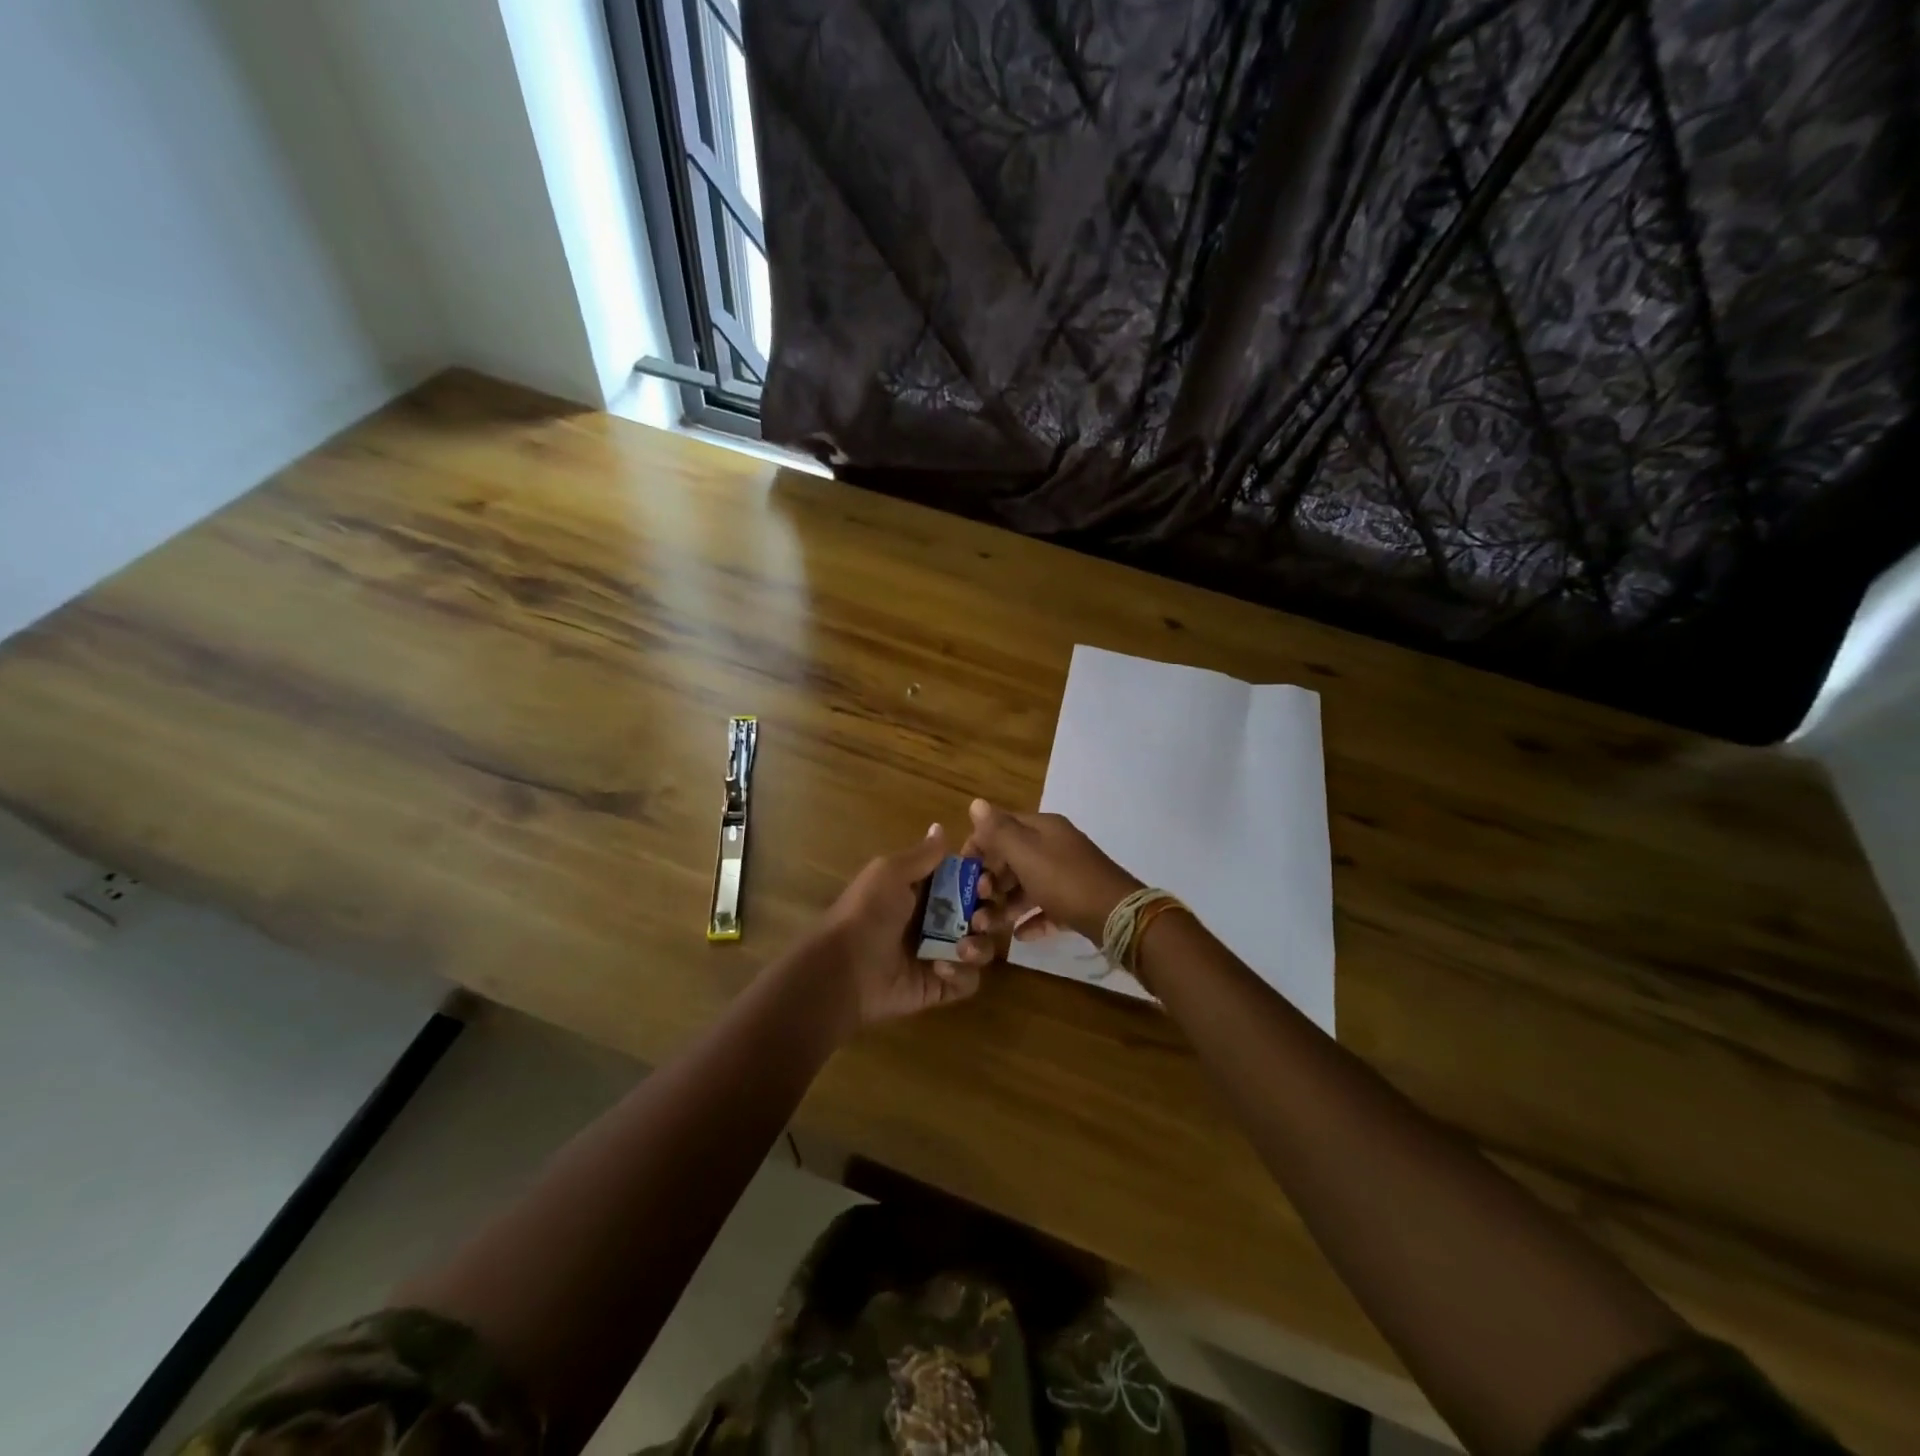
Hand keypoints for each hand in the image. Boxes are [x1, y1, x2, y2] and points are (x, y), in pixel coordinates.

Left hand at [802, 824, 981, 1033]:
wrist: (843, 969)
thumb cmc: (867, 912)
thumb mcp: (890, 873)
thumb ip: (922, 855)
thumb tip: (940, 827)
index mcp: (924, 890)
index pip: (967, 880)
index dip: (982, 879)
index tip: (985, 881)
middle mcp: (936, 920)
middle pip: (981, 913)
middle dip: (988, 913)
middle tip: (979, 918)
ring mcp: (940, 954)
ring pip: (981, 946)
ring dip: (980, 945)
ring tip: (962, 947)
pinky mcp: (941, 986)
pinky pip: (969, 980)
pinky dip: (962, 973)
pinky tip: (939, 968)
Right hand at [958, 799, 1141, 962]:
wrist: (1118, 916)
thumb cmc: (1064, 880)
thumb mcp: (1026, 853)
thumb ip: (998, 831)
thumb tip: (975, 803)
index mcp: (1043, 828)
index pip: (1002, 826)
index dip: (979, 844)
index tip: (961, 870)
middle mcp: (1056, 846)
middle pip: (1014, 857)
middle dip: (991, 879)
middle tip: (976, 902)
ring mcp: (1068, 875)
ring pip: (1028, 885)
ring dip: (1006, 903)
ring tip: (989, 925)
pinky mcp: (1077, 902)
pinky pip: (1047, 908)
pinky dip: (1031, 919)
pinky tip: (1018, 936)